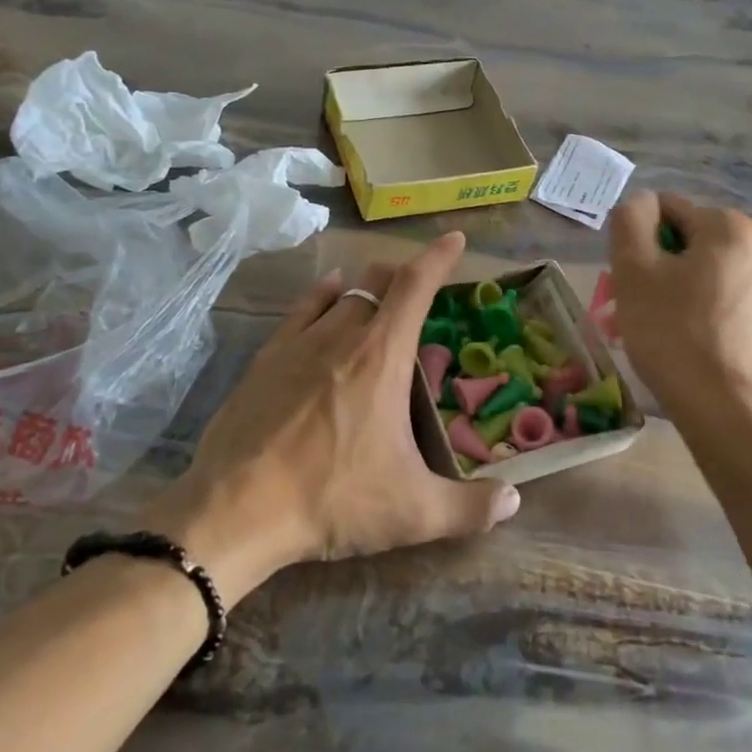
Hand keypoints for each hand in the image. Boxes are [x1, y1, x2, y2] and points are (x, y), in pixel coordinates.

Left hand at [145, 232, 519, 600]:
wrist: (237, 507)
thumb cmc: (332, 499)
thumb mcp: (412, 511)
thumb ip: (470, 508)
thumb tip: (514, 501)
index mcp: (382, 356)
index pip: (416, 286)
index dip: (438, 257)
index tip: (455, 239)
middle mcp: (343, 334)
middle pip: (377, 281)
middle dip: (402, 274)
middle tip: (418, 284)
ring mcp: (299, 342)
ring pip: (341, 292)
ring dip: (366, 286)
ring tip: (379, 290)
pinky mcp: (265, 358)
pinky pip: (302, 309)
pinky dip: (323, 295)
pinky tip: (327, 294)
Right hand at [609, 191, 751, 421]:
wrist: (721, 407)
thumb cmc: (673, 331)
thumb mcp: (635, 267)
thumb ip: (630, 219)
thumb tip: (639, 204)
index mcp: (729, 225)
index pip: (663, 209)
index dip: (635, 240)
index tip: (629, 280)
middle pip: (677, 239)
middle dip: (648, 266)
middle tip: (630, 305)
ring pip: (688, 268)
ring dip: (659, 288)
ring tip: (644, 326)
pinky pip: (705, 292)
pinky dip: (681, 306)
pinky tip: (669, 338)